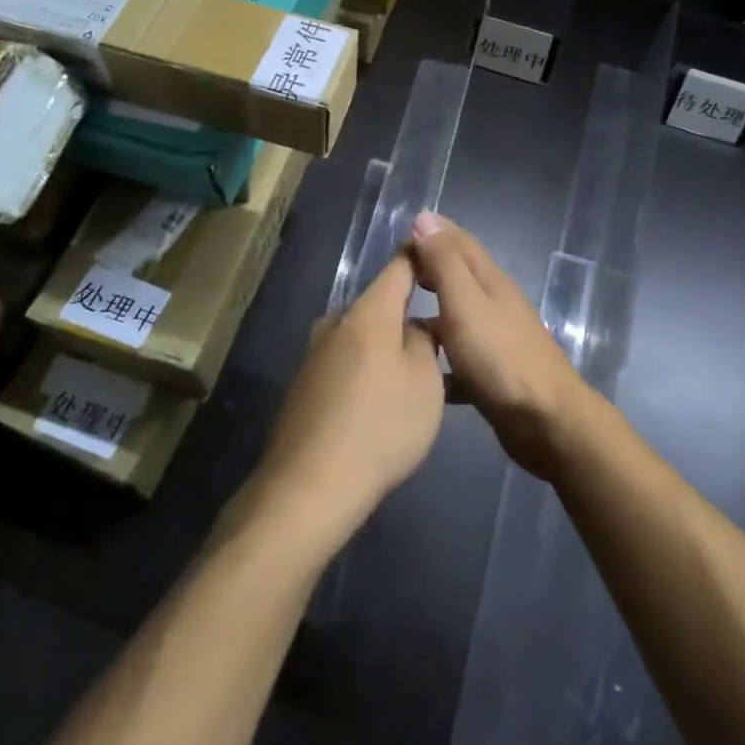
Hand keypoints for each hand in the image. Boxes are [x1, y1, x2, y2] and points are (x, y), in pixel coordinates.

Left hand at [246, 252, 443, 555]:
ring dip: (384, 347)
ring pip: (361, 335)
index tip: (440, 257)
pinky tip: (375, 405)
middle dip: (406, 315)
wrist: (309, 487)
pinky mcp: (303, 383)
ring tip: (408, 379)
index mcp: (368, 311)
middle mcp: (336, 321)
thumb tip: (416, 326)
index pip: (400, 266)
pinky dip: (364, 371)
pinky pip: (344, 362)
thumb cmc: (380, 426)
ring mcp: (314, 352)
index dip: (421, 256)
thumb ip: (425, 342)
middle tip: (436, 339)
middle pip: (379, 304)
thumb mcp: (425, 383)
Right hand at [408, 211, 595, 480]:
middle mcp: (495, 303)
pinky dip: (441, 358)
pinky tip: (419, 371)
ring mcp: (497, 339)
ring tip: (396, 319)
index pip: (459, 242)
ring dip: (432, 311)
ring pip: (458, 315)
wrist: (546, 421)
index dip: (432, 233)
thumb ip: (445, 262)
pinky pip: (460, 358)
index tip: (399, 234)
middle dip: (429, 268)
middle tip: (393, 273)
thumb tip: (425, 218)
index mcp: (489, 280)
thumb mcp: (465, 302)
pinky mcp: (494, 374)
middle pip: (459, 275)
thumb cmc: (500, 356)